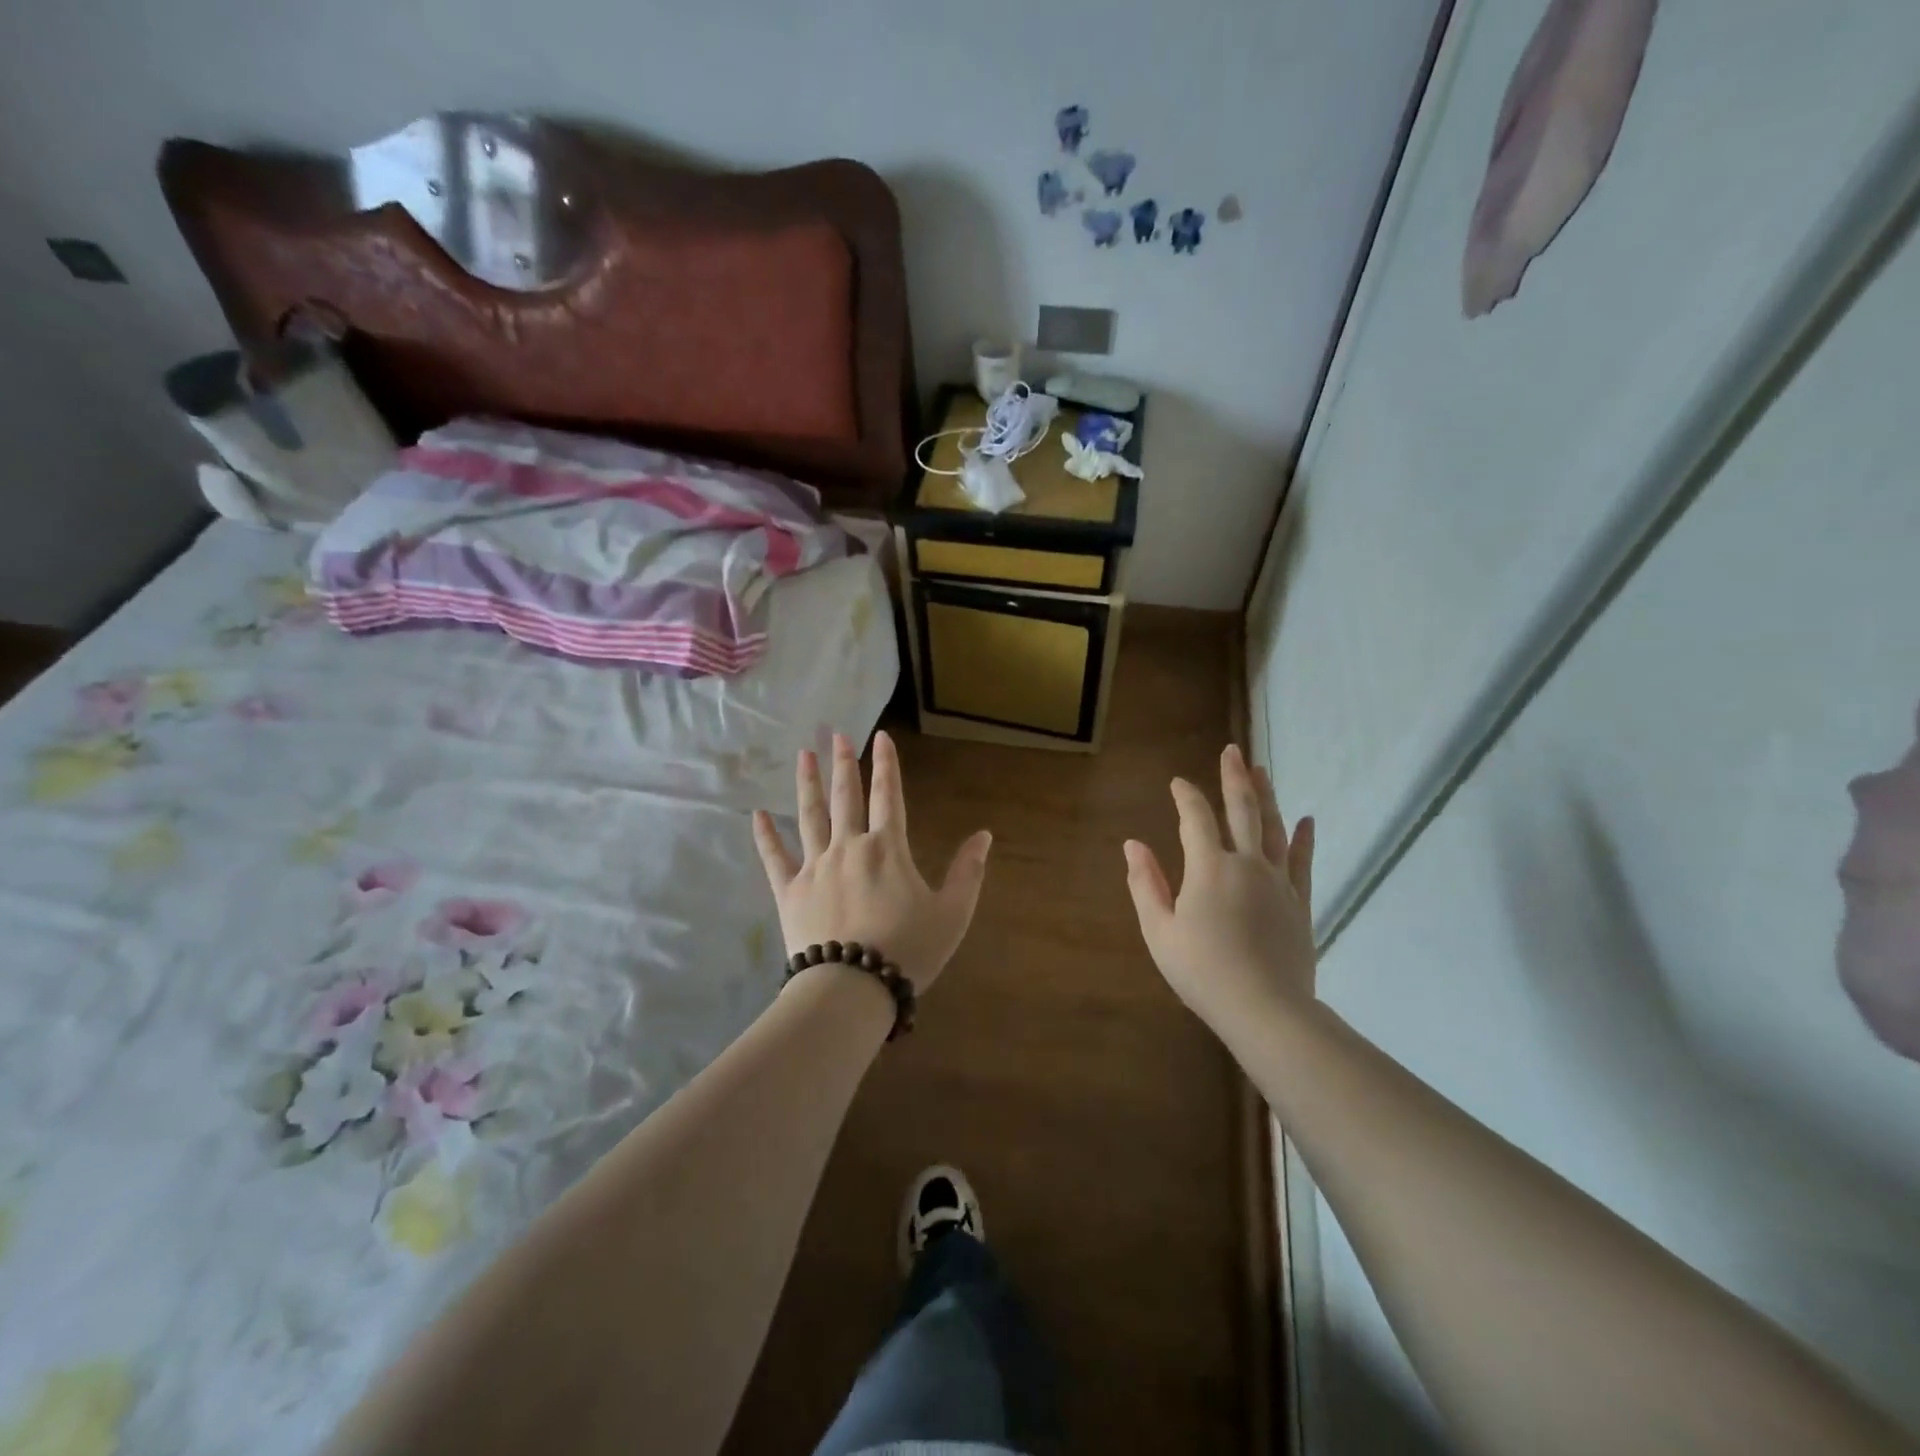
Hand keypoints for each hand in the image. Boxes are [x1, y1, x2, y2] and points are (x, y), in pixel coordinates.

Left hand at [752, 730, 992, 992]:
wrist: (853, 988)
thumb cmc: (908, 950)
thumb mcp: (952, 913)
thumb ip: (968, 872)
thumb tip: (984, 835)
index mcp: (887, 848)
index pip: (889, 795)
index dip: (886, 764)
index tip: (881, 736)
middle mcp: (849, 846)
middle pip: (846, 797)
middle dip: (844, 763)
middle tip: (837, 734)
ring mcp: (815, 867)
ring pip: (809, 816)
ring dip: (807, 783)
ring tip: (804, 755)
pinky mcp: (789, 891)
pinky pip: (775, 857)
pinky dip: (766, 835)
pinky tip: (757, 814)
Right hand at [1123, 744, 1316, 1032]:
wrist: (1266, 1010)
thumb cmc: (1203, 972)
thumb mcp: (1159, 931)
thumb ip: (1145, 884)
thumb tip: (1133, 845)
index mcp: (1209, 868)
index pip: (1196, 819)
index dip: (1186, 797)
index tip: (1178, 782)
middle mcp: (1247, 864)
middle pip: (1242, 810)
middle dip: (1235, 778)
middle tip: (1233, 751)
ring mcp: (1279, 882)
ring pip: (1274, 828)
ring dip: (1267, 796)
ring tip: (1262, 770)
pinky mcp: (1299, 902)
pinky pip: (1303, 861)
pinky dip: (1304, 838)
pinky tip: (1306, 819)